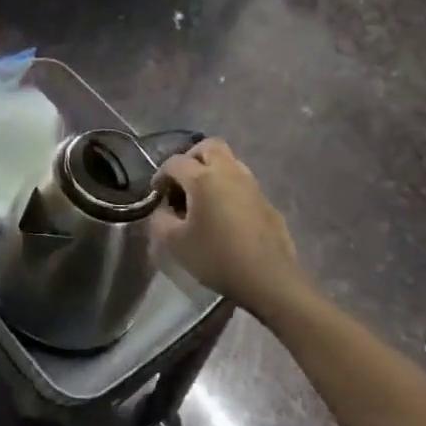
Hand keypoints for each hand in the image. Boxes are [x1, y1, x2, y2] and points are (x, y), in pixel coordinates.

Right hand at [152, 139, 305, 314]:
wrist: (268, 278)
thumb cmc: (217, 258)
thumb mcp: (175, 243)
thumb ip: (160, 220)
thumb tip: (164, 210)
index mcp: (203, 178)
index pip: (175, 162)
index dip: (161, 175)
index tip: (156, 194)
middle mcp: (229, 172)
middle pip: (209, 147)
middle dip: (191, 158)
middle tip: (182, 183)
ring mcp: (252, 185)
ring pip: (229, 162)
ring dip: (212, 172)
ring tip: (202, 199)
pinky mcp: (266, 201)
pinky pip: (242, 183)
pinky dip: (228, 188)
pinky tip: (224, 215)